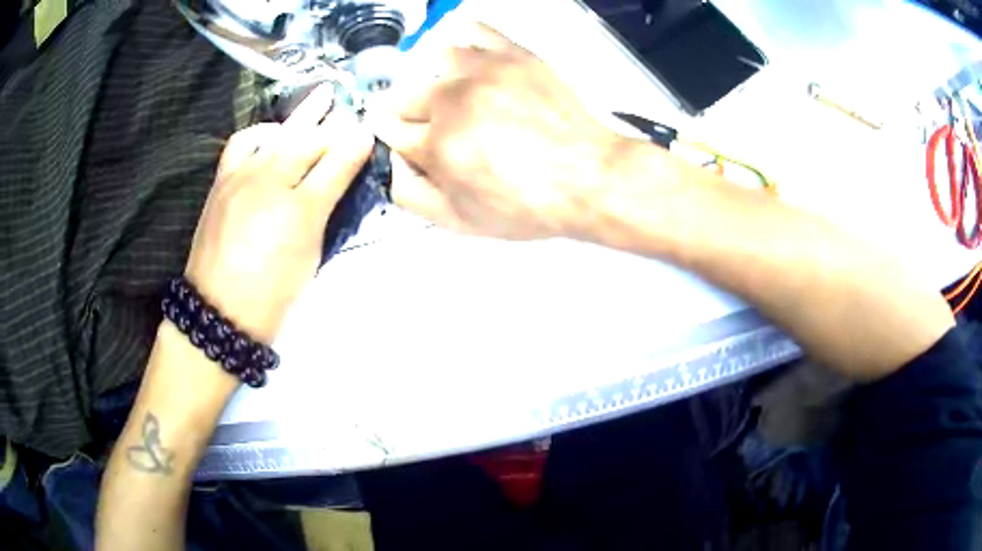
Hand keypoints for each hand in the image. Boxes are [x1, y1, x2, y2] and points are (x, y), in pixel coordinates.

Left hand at [185, 85, 372, 342]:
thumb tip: (351, 164)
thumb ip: (331, 201)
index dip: (354, 142)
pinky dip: (259, 133)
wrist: (218, 312)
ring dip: (299, 117)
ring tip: (316, 104)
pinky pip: (241, 145)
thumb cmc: (273, 291)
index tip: (368, 132)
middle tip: (350, 103)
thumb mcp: (311, 251)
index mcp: (299, 204)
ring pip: (276, 134)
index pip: (335, 159)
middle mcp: (269, 180)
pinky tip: (269, 137)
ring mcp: (241, 178)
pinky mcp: (221, 183)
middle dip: (331, 119)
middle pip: (306, 138)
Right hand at [367, 22, 624, 239]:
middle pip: (402, 93)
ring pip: (431, 60)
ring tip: (457, 96)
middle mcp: (451, 100)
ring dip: (436, 79)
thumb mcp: (460, 221)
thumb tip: (387, 164)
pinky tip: (472, 63)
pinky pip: (473, 30)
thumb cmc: (528, 205)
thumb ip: (409, 194)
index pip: (385, 127)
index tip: (405, 141)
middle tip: (435, 128)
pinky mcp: (513, 54)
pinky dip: (464, 43)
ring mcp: (483, 70)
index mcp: (436, 145)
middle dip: (409, 113)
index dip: (391, 137)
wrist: (588, 178)